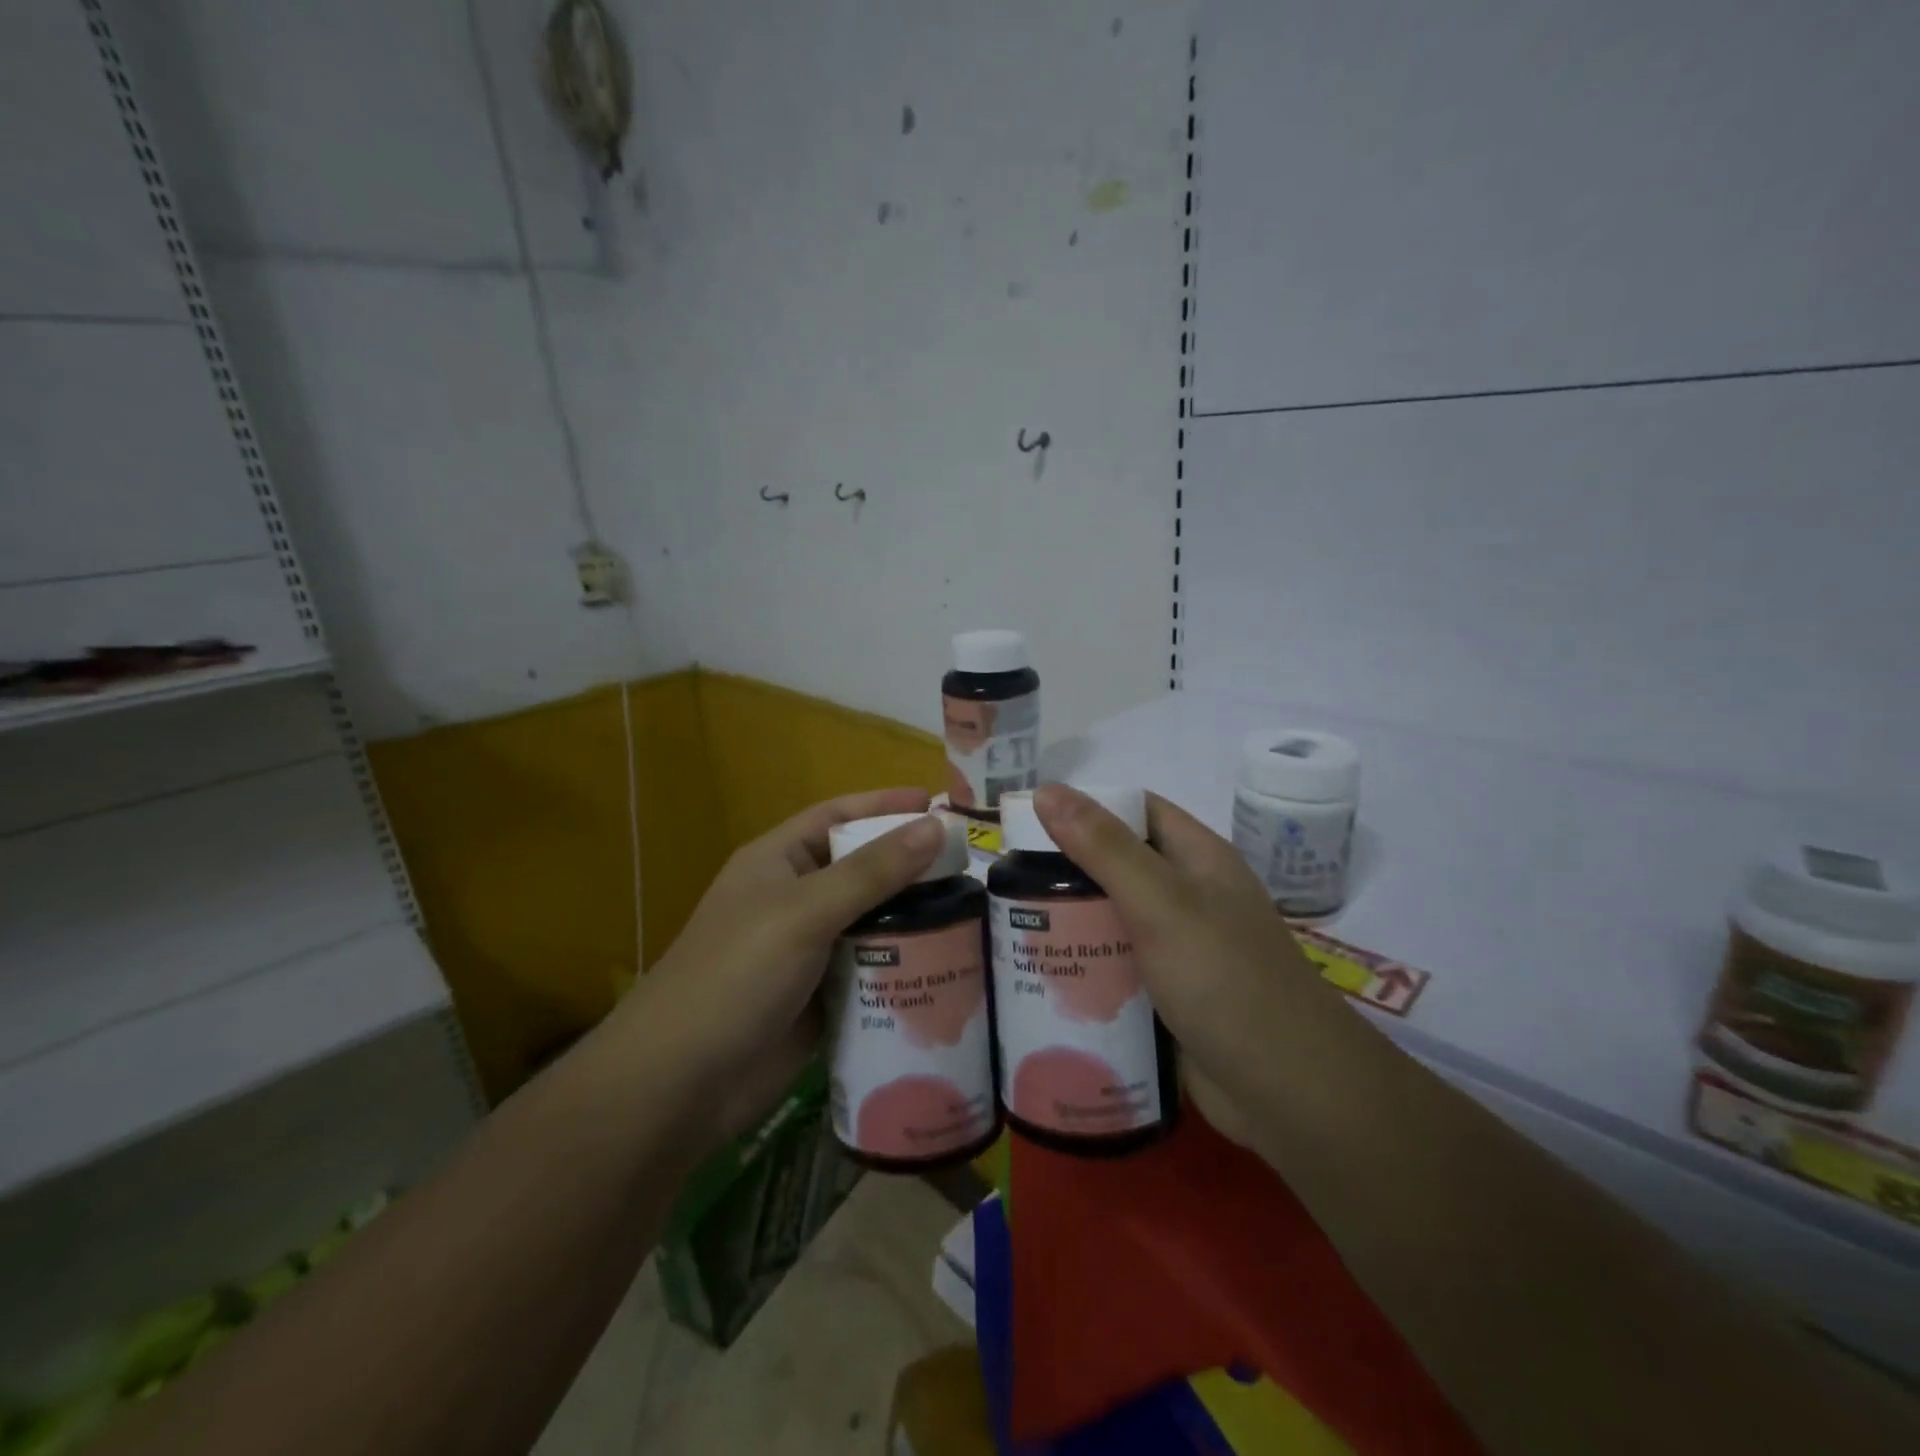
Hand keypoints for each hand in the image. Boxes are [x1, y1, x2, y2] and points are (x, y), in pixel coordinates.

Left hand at [615, 788, 946, 1144]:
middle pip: (862, 870)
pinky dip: (905, 965)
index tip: (937, 804)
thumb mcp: (805, 911)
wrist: (681, 1084)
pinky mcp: (822, 998)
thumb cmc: (736, 976)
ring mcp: (808, 951)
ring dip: (915, 918)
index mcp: (778, 862)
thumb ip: (872, 870)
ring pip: (872, 921)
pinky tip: (950, 965)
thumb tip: (935, 825)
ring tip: (975, 913)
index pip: (837, 816)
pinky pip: (872, 969)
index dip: (884, 805)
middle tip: (972, 865)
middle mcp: (794, 899)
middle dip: (911, 865)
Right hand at [1032, 784, 1360, 1146]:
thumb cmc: (1225, 978)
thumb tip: (1047, 790)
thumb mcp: (1161, 901)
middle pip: (1118, 867)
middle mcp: (1189, 896)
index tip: (1028, 821)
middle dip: (1066, 871)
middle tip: (1006, 883)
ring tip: (1010, 928)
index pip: (1135, 810)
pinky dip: (1085, 967)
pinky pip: (1117, 968)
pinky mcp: (1168, 995)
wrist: (1287, 1090)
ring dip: (1070, 923)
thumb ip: (1103, 847)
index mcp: (1197, 859)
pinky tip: (1044, 976)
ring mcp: (1180, 948)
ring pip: (1112, 920)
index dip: (1085, 807)